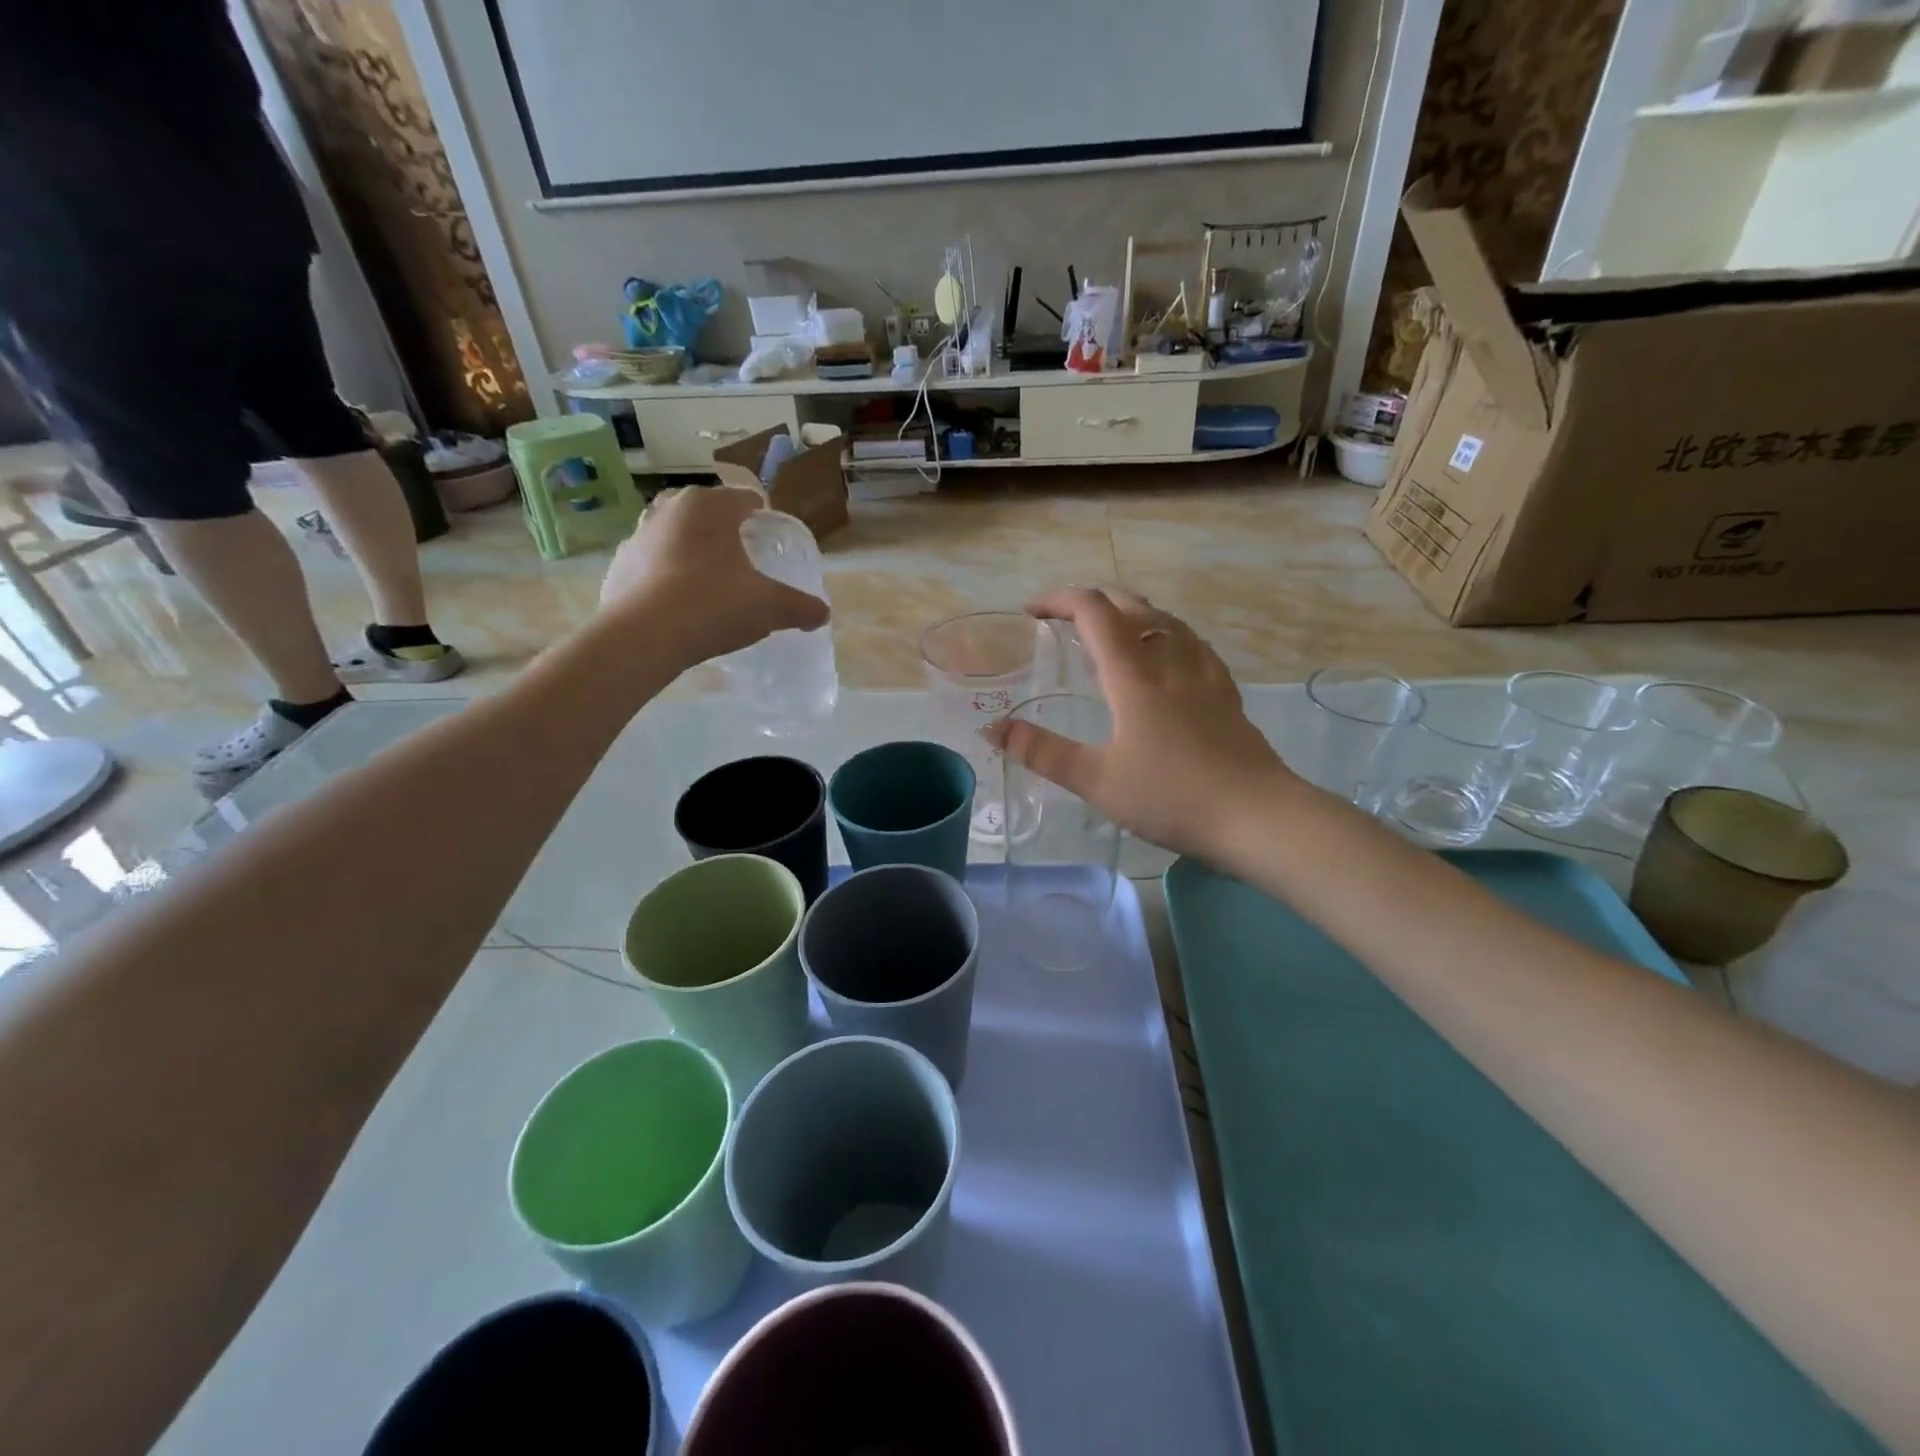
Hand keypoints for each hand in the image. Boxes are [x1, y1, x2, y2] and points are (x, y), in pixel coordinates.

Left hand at [600, 485, 828, 668]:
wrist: (643, 636)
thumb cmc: (714, 605)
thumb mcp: (770, 607)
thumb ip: (801, 607)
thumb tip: (822, 614)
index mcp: (710, 506)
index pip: (746, 499)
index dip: (764, 519)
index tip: (772, 545)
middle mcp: (671, 508)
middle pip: (709, 513)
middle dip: (726, 533)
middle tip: (745, 564)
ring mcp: (638, 534)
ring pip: (677, 535)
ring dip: (694, 552)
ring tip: (712, 584)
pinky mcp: (619, 564)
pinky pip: (653, 563)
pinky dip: (667, 575)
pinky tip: (680, 604)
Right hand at [988, 587, 1294, 858]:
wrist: (1257, 816)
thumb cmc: (1170, 796)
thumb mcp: (1095, 780)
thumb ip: (1042, 751)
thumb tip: (993, 729)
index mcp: (1133, 674)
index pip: (1094, 611)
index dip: (1059, 600)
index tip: (1031, 612)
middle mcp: (1170, 659)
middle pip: (1132, 605)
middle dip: (1093, 602)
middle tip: (1065, 622)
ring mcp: (1204, 673)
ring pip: (1166, 620)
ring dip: (1131, 614)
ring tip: (1110, 636)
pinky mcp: (1226, 692)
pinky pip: (1191, 643)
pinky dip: (1164, 635)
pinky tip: (1165, 660)